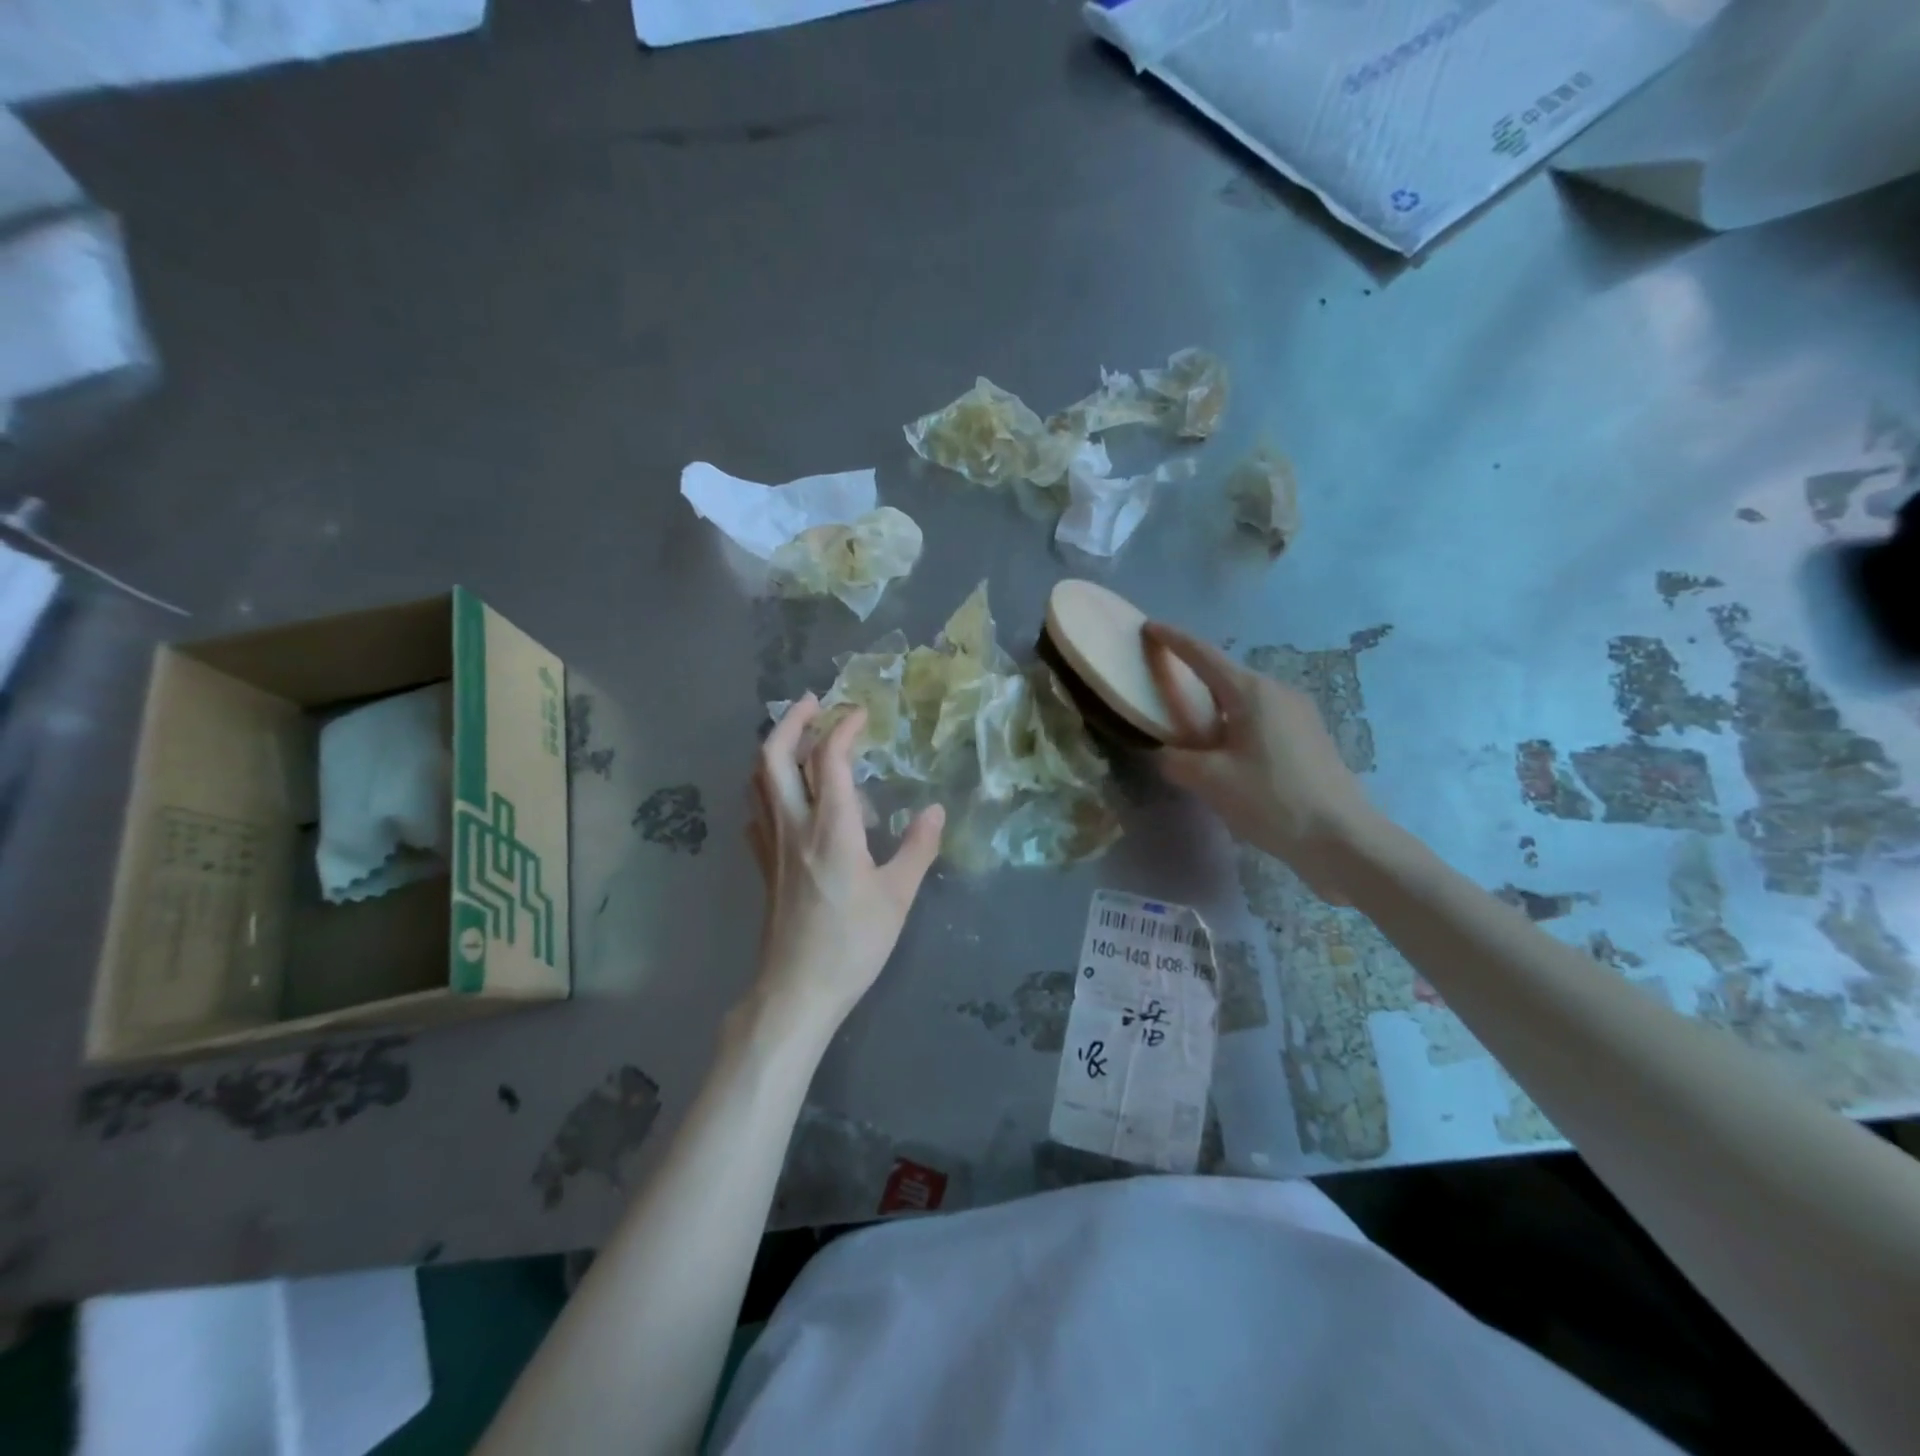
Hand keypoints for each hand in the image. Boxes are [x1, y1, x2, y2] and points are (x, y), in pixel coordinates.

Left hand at [746, 694, 944, 1034]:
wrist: (796, 989)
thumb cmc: (852, 943)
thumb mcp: (897, 896)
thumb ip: (917, 848)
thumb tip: (936, 809)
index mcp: (831, 828)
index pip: (828, 759)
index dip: (843, 728)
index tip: (861, 714)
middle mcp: (793, 825)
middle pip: (773, 756)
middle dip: (791, 721)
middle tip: (814, 704)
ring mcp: (771, 845)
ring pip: (758, 780)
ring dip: (775, 749)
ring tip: (800, 739)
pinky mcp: (763, 865)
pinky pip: (757, 810)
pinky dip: (767, 787)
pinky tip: (787, 796)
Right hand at [1143, 623, 1377, 898]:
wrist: (1343, 839)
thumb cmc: (1272, 800)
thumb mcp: (1211, 781)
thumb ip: (1176, 761)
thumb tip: (1166, 754)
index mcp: (1252, 693)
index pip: (1204, 655)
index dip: (1173, 640)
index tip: (1149, 627)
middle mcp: (1279, 693)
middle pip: (1226, 677)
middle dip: (1194, 680)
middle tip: (1164, 691)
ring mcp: (1300, 715)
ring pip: (1245, 702)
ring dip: (1216, 710)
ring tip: (1193, 732)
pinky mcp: (1311, 739)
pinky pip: (1262, 720)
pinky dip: (1237, 727)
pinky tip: (1228, 755)